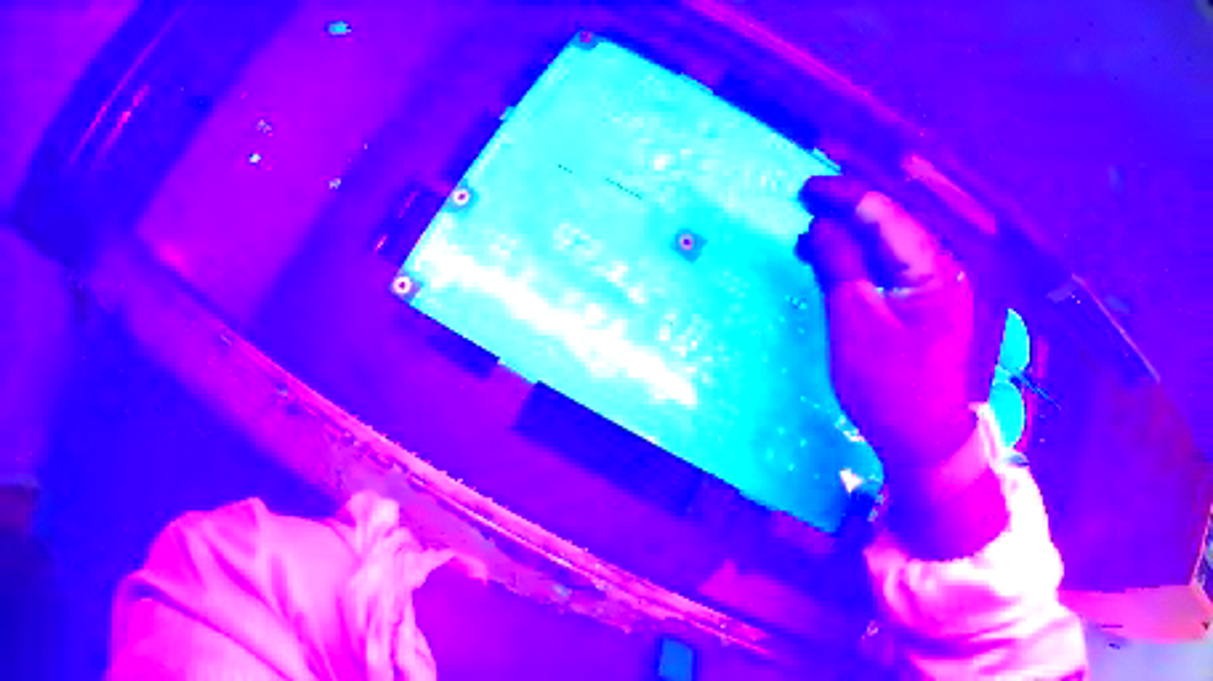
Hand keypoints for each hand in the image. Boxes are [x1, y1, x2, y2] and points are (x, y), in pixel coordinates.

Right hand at [797, 175, 1006, 557]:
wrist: (926, 445)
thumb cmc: (892, 390)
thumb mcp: (857, 326)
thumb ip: (839, 265)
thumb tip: (820, 224)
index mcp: (931, 266)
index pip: (882, 211)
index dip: (840, 195)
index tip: (801, 190)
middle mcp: (941, 267)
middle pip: (890, 222)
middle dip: (846, 212)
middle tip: (803, 208)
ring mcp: (938, 287)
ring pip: (891, 245)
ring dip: (852, 237)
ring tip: (812, 238)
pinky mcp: (929, 306)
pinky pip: (894, 269)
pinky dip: (865, 262)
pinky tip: (839, 265)